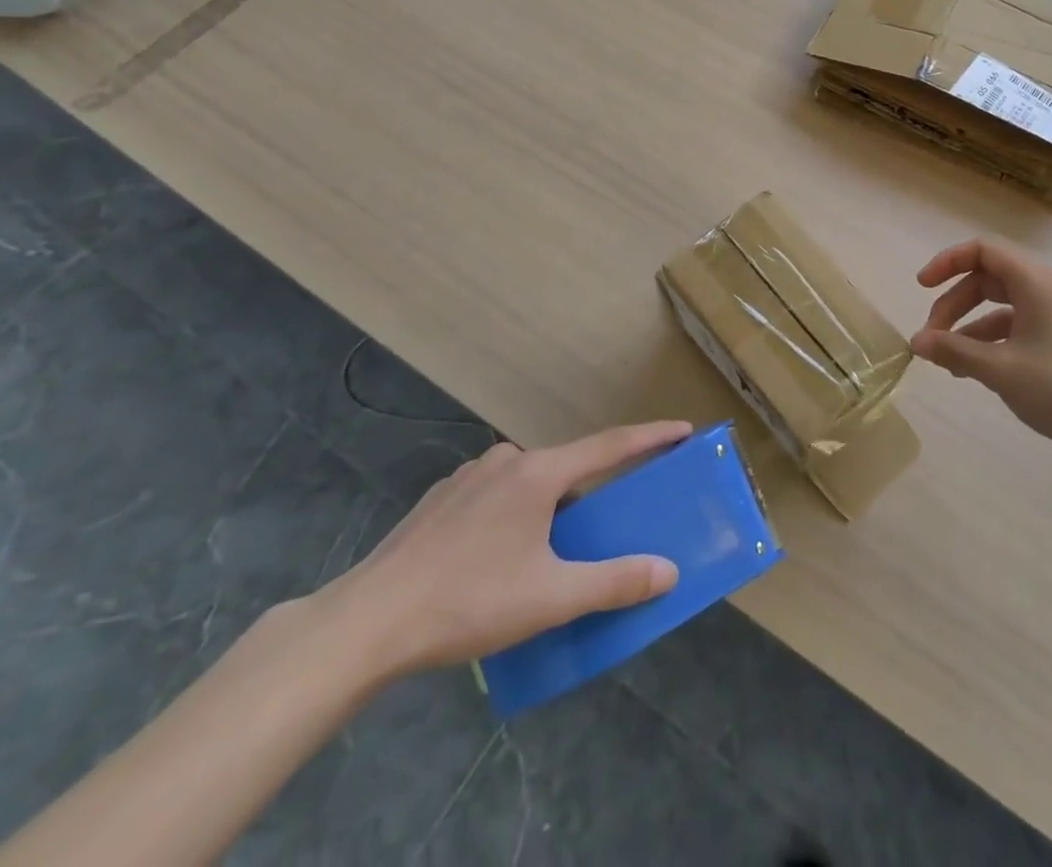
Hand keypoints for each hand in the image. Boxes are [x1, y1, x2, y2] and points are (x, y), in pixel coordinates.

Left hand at [315, 421, 691, 677]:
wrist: (366, 622)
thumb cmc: (468, 601)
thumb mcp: (551, 599)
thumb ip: (614, 582)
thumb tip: (667, 571)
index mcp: (539, 473)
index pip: (611, 444)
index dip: (651, 437)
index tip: (684, 429)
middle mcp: (506, 460)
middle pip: (568, 467)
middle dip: (593, 489)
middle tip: (608, 521)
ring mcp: (468, 476)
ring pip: (529, 482)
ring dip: (550, 505)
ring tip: (548, 553)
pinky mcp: (441, 499)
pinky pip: (496, 495)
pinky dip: (514, 513)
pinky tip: (497, 556)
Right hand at [912, 239, 1051, 460]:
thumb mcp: (1001, 370)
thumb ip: (955, 351)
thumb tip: (916, 341)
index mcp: (1035, 281)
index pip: (983, 250)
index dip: (948, 262)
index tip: (921, 287)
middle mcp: (1046, 288)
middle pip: (988, 278)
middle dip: (954, 303)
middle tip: (931, 336)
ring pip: (1001, 305)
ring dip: (969, 325)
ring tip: (947, 360)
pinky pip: (1017, 326)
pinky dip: (991, 341)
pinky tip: (974, 371)